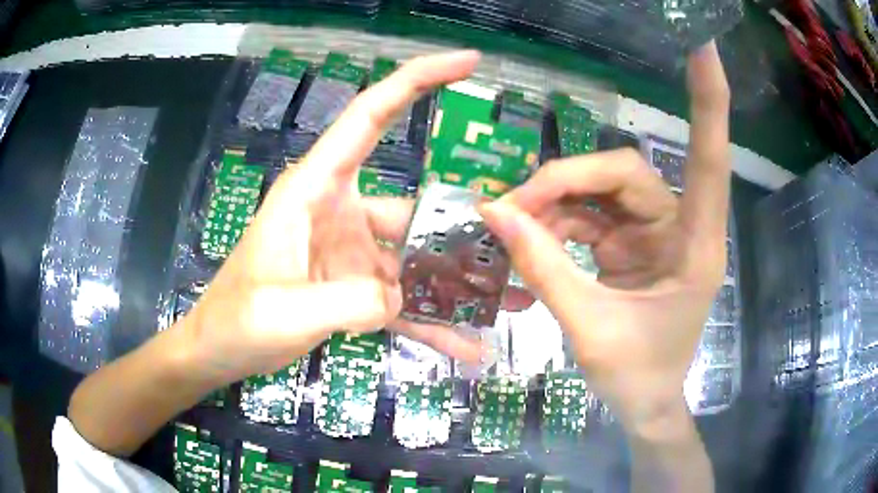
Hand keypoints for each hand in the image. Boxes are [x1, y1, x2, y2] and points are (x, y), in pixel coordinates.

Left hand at [181, 51, 481, 385]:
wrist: (222, 349)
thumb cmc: (238, 319)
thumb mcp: (283, 309)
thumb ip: (347, 301)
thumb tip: (401, 296)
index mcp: (316, 188)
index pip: (371, 115)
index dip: (418, 79)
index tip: (469, 62)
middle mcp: (341, 210)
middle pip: (415, 201)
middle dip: (462, 222)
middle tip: (515, 243)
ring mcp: (352, 250)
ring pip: (416, 258)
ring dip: (454, 283)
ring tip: (504, 303)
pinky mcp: (355, 286)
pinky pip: (403, 299)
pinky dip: (431, 320)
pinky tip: (465, 344)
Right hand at [480, 42, 730, 435]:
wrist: (644, 404)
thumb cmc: (637, 376)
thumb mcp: (589, 329)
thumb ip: (545, 269)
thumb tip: (495, 212)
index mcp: (694, 246)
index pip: (708, 160)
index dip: (709, 104)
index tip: (705, 50)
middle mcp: (679, 227)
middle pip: (622, 172)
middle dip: (565, 184)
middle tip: (513, 209)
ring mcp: (655, 233)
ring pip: (601, 190)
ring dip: (554, 204)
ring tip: (512, 230)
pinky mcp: (632, 243)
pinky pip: (589, 215)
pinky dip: (557, 224)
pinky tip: (529, 243)